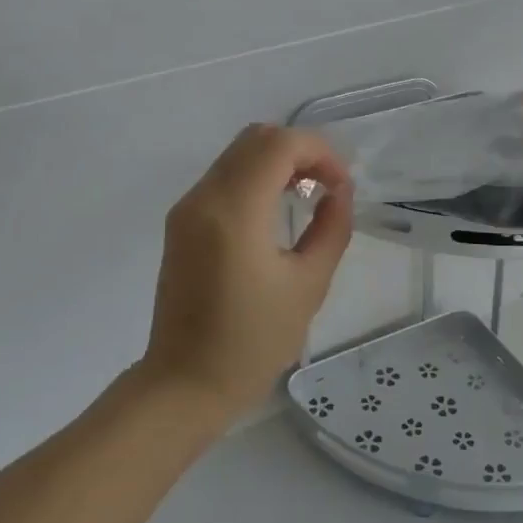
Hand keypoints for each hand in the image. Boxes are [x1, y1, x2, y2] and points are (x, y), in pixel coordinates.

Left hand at [142, 124, 353, 417]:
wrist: (184, 385)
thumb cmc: (252, 343)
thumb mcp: (308, 286)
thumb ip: (331, 229)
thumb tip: (339, 193)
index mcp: (235, 212)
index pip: (279, 145)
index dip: (319, 152)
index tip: (341, 187)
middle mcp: (204, 197)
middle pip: (256, 138)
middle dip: (300, 150)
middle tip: (327, 185)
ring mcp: (187, 207)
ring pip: (238, 153)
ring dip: (277, 160)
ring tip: (307, 195)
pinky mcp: (181, 221)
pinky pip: (223, 176)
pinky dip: (255, 176)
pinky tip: (275, 209)